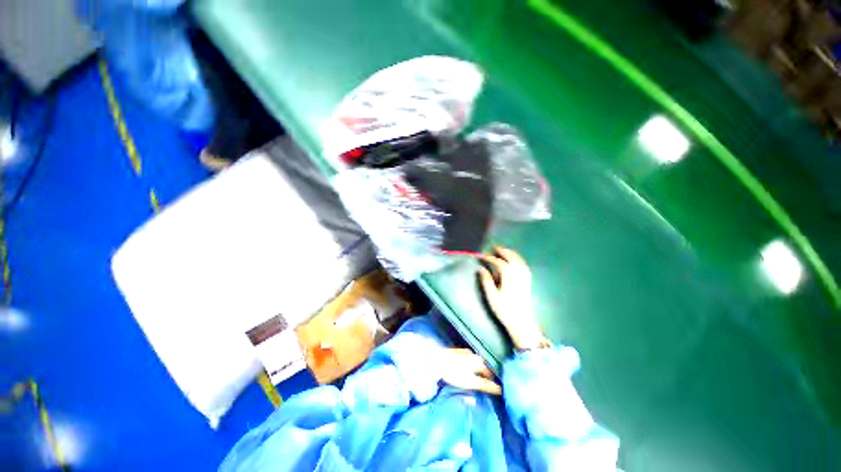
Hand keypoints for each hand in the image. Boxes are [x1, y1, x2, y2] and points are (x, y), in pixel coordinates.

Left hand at [440, 348, 500, 394]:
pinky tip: (464, 372)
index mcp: (479, 361)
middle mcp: (473, 354)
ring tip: (476, 381)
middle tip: (486, 387)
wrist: (436, 360)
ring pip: (474, 363)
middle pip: (482, 367)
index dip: (493, 382)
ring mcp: (464, 352)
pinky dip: (468, 367)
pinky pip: (466, 360)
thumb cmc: (455, 372)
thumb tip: (501, 389)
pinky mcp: (456, 352)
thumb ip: (486, 385)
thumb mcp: (471, 382)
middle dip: (485, 376)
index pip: (490, 373)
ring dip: (477, 371)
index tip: (495, 391)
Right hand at [478, 247, 544, 350]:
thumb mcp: (491, 296)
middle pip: (511, 257)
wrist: (522, 322)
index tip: (483, 256)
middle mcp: (518, 273)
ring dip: (511, 254)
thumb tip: (481, 268)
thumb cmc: (504, 309)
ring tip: (504, 251)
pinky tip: (516, 261)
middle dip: (503, 251)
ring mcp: (525, 277)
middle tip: (495, 248)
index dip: (490, 258)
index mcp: (508, 275)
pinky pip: (524, 265)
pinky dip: (519, 260)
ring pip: (519, 260)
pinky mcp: (528, 282)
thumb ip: (486, 280)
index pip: (498, 262)